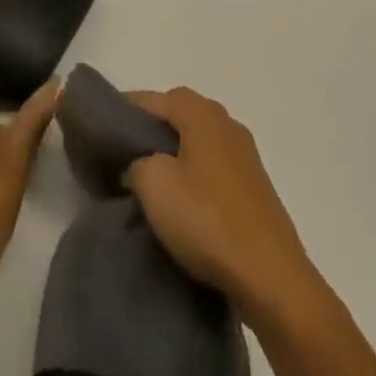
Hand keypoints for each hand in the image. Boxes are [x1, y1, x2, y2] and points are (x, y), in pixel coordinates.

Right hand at [125, 87, 325, 324]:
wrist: (271, 277)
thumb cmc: (208, 221)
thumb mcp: (155, 185)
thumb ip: (137, 163)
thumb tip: (139, 164)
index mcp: (203, 115)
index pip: (156, 98)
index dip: (128, 107)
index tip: (104, 125)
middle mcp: (227, 125)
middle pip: (181, 113)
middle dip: (152, 127)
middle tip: (125, 151)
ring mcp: (246, 157)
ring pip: (199, 141)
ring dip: (175, 152)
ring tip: (149, 179)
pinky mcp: (255, 188)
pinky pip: (214, 167)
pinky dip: (194, 174)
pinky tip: (183, 201)